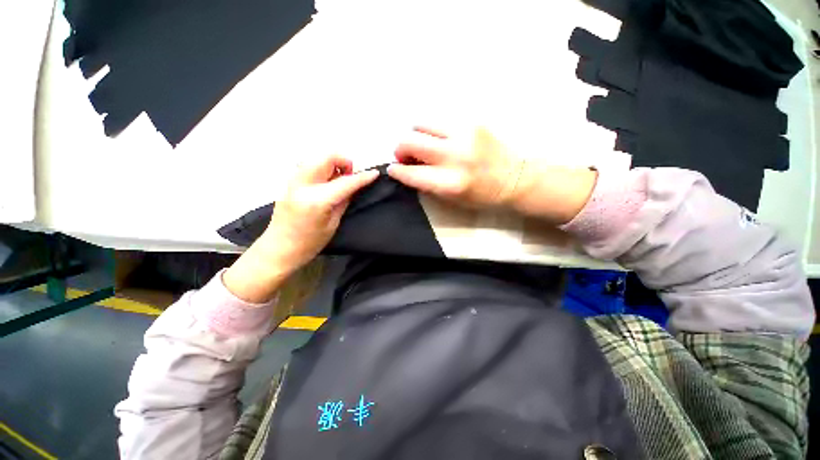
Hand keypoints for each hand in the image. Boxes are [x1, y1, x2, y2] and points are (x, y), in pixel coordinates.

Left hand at [224, 155, 377, 302]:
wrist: (278, 249)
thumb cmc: (309, 243)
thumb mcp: (333, 224)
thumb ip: (343, 201)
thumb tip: (354, 187)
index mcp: (317, 200)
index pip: (345, 182)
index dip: (362, 177)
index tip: (375, 173)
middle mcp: (303, 185)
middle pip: (326, 157)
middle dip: (343, 161)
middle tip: (349, 176)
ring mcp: (293, 181)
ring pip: (316, 158)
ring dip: (332, 164)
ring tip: (338, 180)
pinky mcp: (288, 182)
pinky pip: (309, 166)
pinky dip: (322, 168)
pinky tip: (325, 183)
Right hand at [388, 126, 596, 223]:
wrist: (516, 178)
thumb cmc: (482, 195)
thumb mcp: (452, 199)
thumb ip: (427, 184)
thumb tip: (408, 169)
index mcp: (450, 183)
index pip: (411, 173)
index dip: (397, 171)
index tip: (393, 168)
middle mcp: (454, 156)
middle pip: (410, 140)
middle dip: (400, 148)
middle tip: (406, 155)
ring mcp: (463, 135)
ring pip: (421, 123)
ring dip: (416, 135)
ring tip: (424, 146)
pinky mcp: (472, 122)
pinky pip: (440, 121)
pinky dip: (433, 131)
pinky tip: (441, 140)